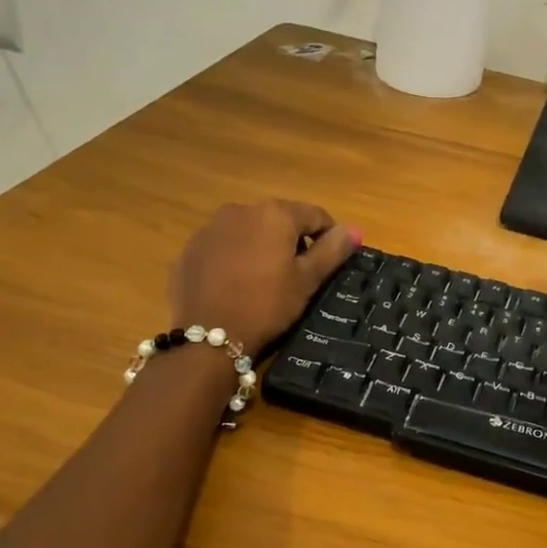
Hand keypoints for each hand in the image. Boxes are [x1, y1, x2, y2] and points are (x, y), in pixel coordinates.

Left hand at [171, 200, 358, 352]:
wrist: (207, 337)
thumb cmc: (267, 305)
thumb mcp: (307, 280)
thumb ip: (332, 250)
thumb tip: (354, 230)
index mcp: (275, 214)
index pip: (314, 214)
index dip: (328, 234)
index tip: (331, 260)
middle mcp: (241, 210)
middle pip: (279, 219)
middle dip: (293, 240)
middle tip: (298, 273)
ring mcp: (211, 227)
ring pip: (249, 230)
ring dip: (262, 246)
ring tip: (266, 279)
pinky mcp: (191, 248)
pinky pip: (224, 245)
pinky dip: (235, 256)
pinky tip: (237, 283)